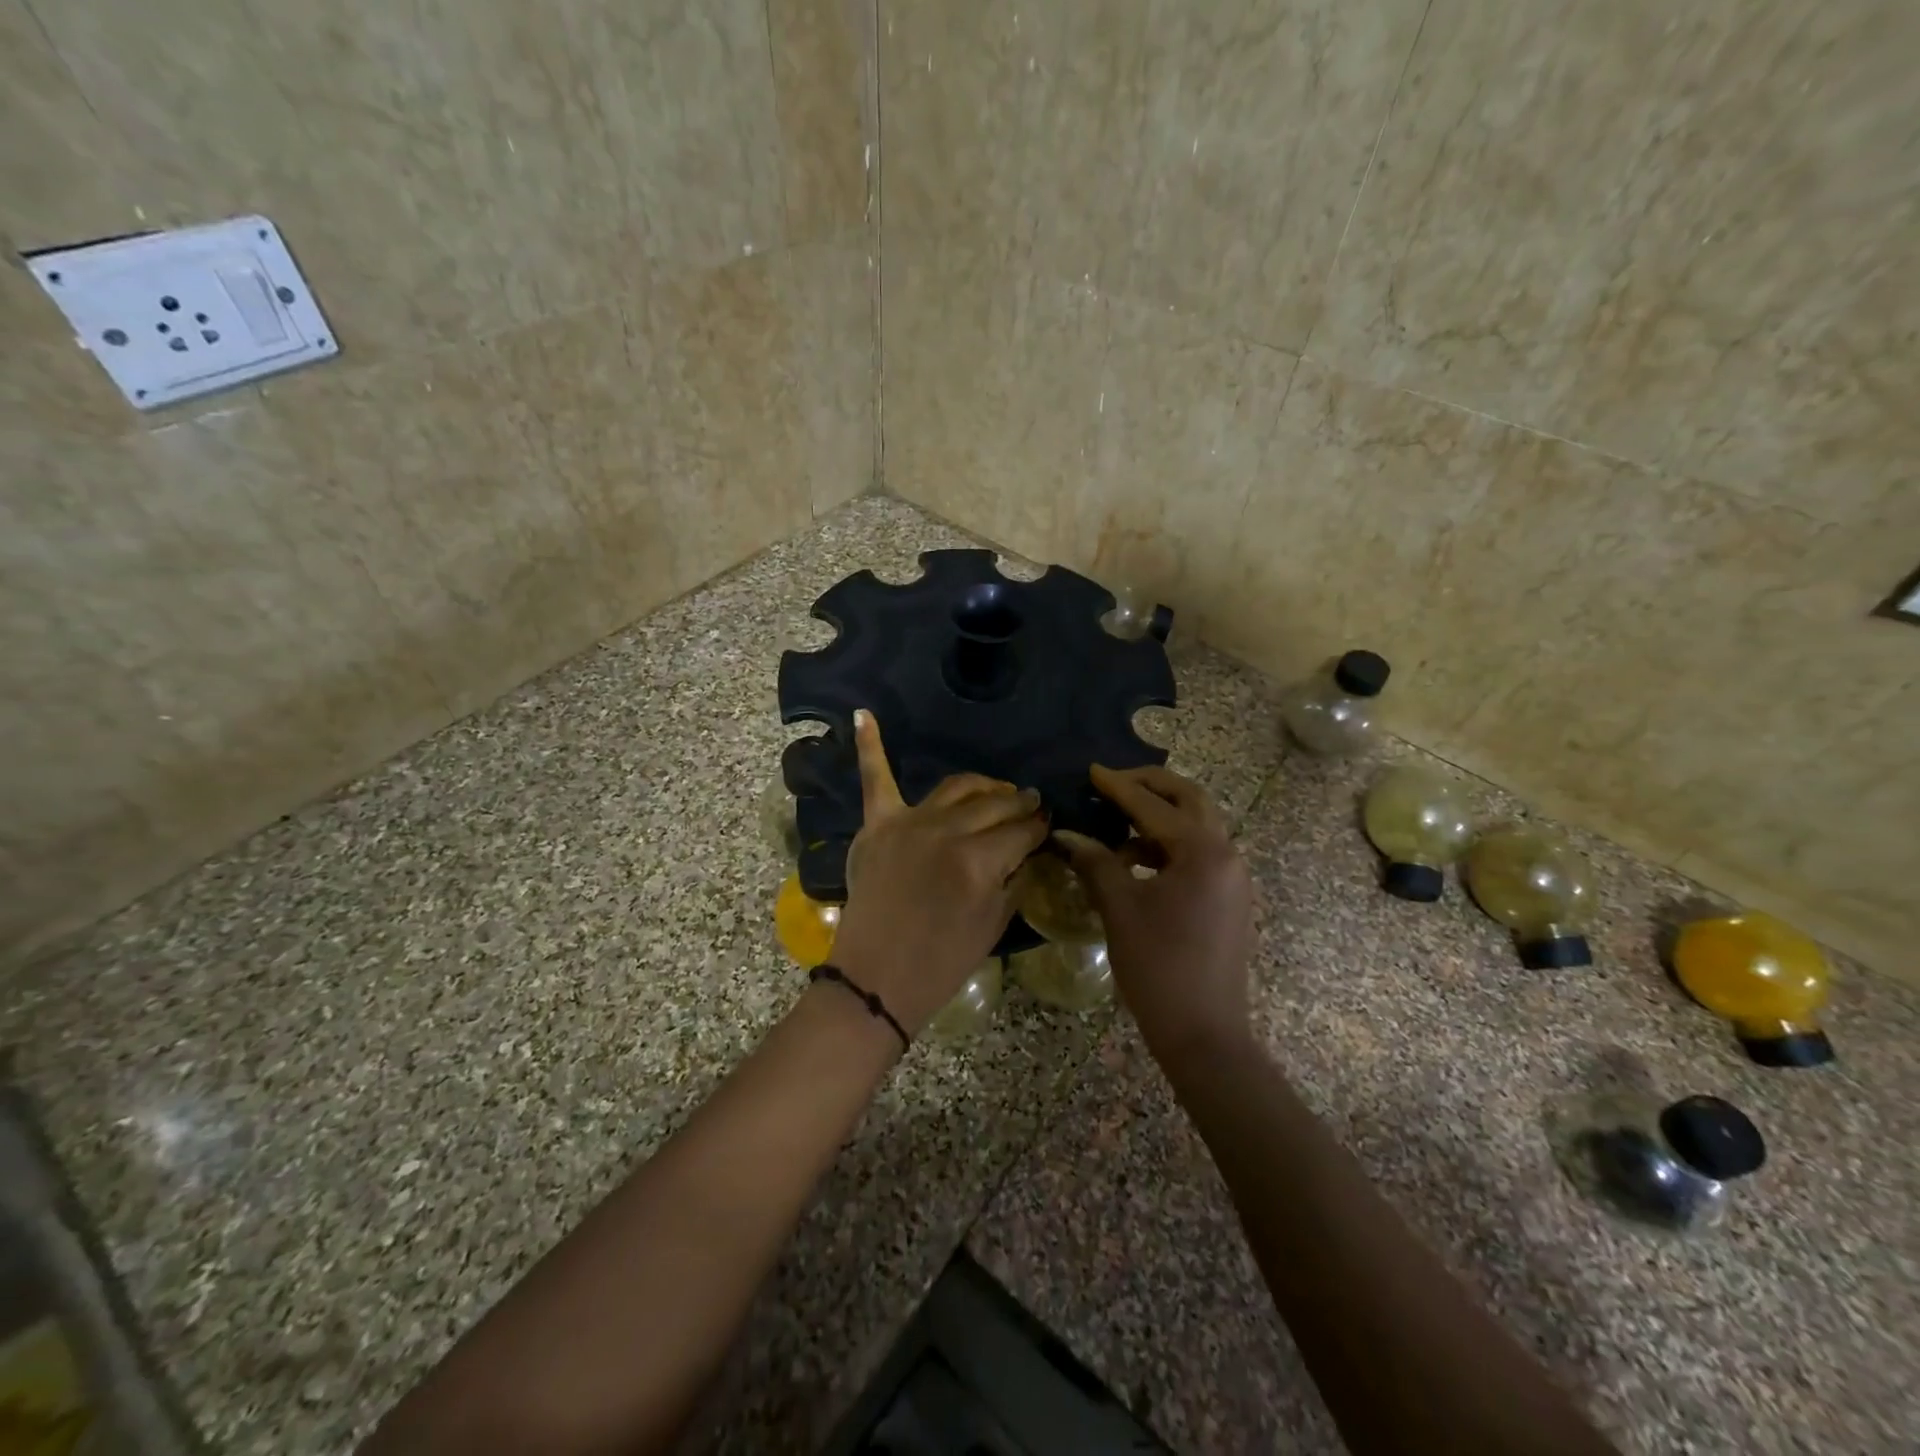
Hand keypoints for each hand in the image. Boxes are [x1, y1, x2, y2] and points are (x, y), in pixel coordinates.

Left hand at [828, 710, 1049, 1035]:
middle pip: (995, 805)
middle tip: (1032, 804)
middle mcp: (947, 832)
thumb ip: (1016, 878)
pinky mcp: (878, 825)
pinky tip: (862, 714)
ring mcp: (909, 823)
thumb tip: (1031, 847)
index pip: (1022, 830)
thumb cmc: (941, 963)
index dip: (1040, 826)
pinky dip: (870, 745)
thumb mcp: (994, 925)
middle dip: (1020, 803)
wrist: (876, 980)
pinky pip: (875, 778)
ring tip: (998, 789)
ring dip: (983, 785)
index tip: (1048, 824)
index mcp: (980, 862)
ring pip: (957, 787)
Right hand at [1057, 765, 1253, 1062]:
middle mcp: (1226, 854)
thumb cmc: (1159, 968)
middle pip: (1189, 800)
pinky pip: (1198, 853)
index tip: (1091, 770)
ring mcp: (1232, 877)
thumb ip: (1095, 863)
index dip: (1118, 787)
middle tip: (1112, 783)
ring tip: (1115, 822)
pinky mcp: (1228, 898)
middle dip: (1150, 786)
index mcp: (1203, 852)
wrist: (1204, 1035)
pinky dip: (1166, 846)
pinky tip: (1134, 861)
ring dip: (1158, 816)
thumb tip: (1067, 834)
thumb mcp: (1120, 910)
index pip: (1154, 806)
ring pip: (1196, 826)